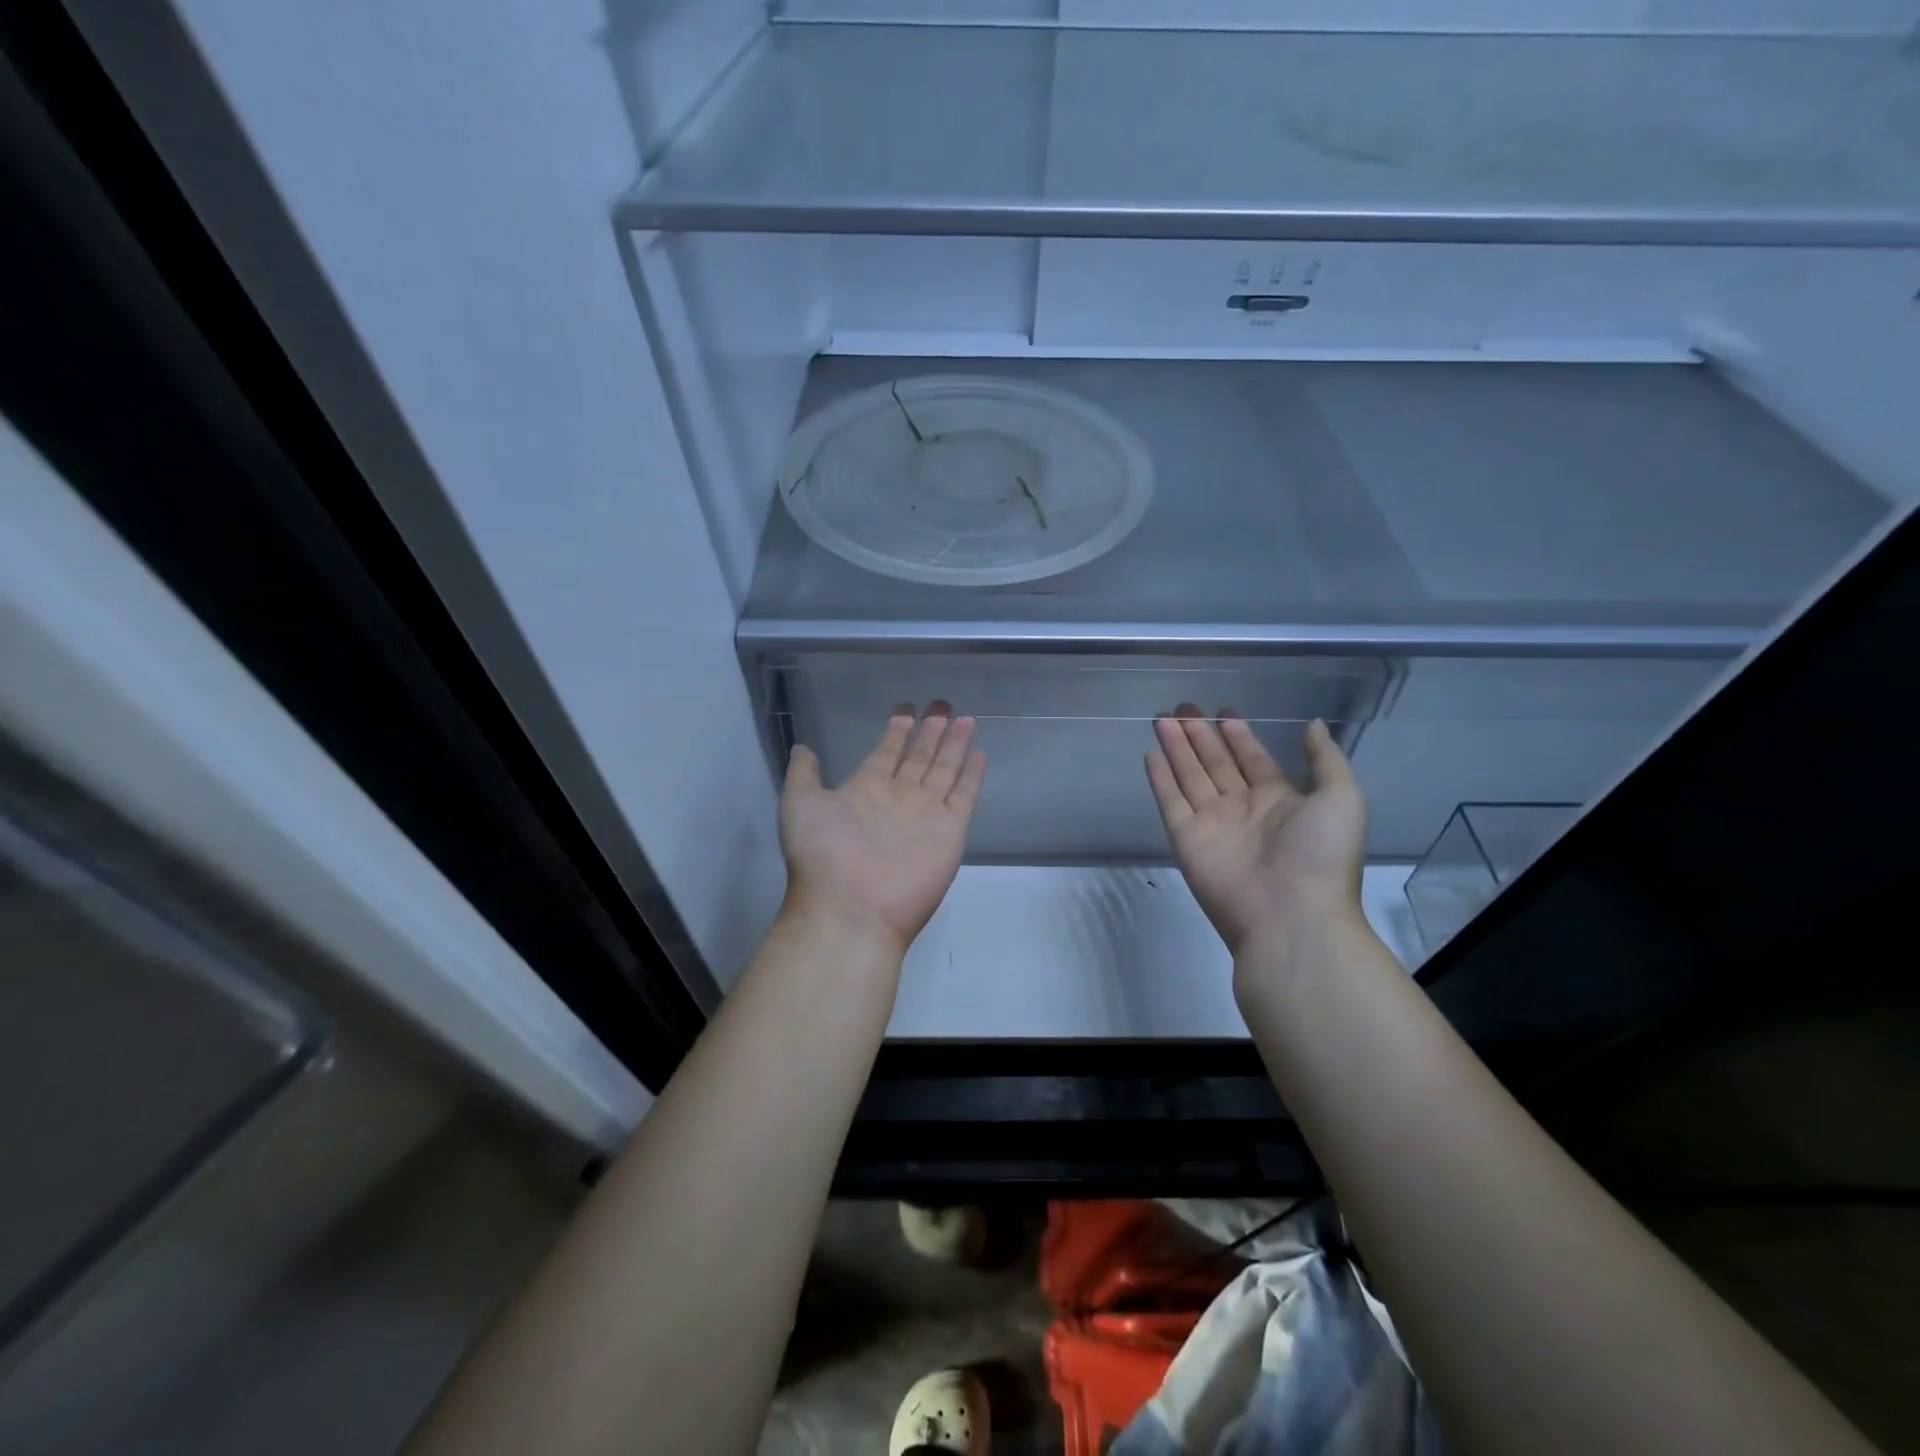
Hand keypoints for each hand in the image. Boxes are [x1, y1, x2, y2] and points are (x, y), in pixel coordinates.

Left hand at [779, 704, 986, 955]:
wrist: (852, 907)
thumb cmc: (823, 853)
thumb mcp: (800, 804)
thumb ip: (804, 774)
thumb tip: (804, 746)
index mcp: (865, 789)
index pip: (886, 753)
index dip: (896, 732)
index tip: (906, 709)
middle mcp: (898, 797)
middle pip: (919, 757)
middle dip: (930, 731)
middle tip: (942, 704)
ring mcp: (926, 813)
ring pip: (944, 770)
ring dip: (954, 745)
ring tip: (964, 719)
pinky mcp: (950, 830)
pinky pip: (964, 796)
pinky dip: (972, 776)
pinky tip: (978, 753)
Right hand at [1146, 708, 1366, 957]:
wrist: (1290, 915)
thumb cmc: (1320, 854)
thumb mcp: (1341, 799)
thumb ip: (1324, 759)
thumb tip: (1313, 724)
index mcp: (1280, 800)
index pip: (1253, 759)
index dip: (1238, 736)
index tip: (1223, 711)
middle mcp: (1242, 808)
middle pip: (1216, 764)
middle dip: (1201, 735)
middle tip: (1183, 708)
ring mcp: (1211, 823)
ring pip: (1190, 776)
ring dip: (1177, 748)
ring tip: (1163, 718)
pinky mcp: (1185, 838)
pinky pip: (1170, 801)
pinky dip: (1160, 778)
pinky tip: (1151, 753)